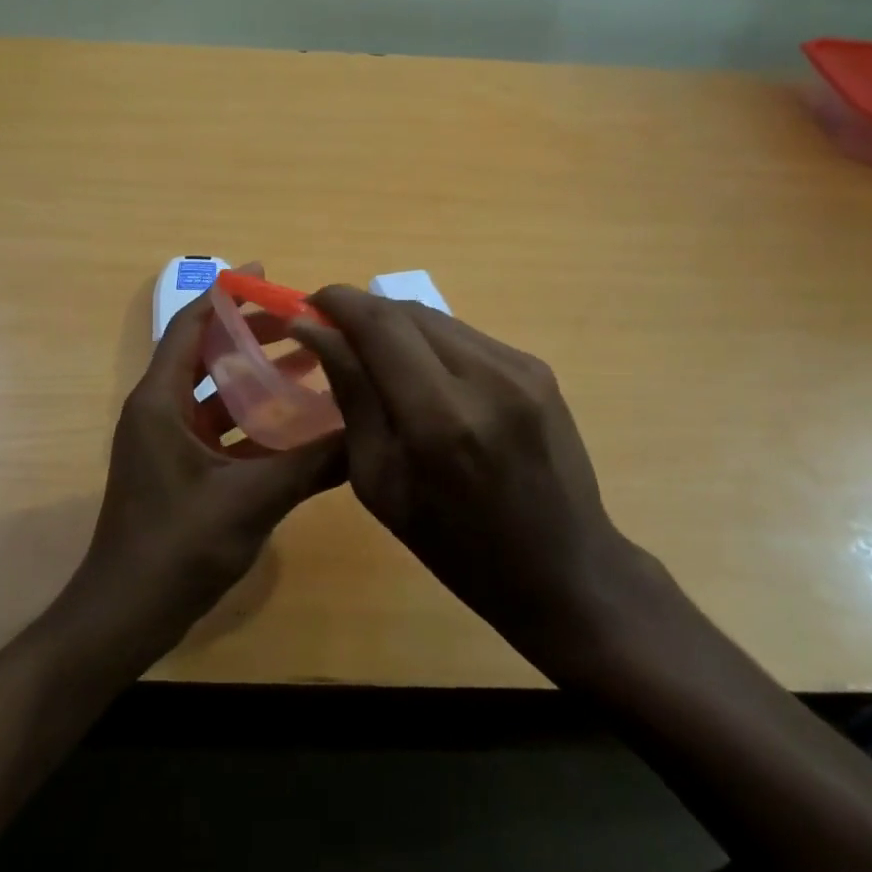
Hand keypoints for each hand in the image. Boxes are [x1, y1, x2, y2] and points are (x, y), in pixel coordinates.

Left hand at [64, 280, 346, 653]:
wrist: (124, 617)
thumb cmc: (177, 547)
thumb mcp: (251, 500)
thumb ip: (311, 465)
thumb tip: (367, 433)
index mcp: (160, 402)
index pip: (190, 325)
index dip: (226, 296)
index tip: (267, 275)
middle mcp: (159, 412)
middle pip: (205, 354)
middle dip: (251, 334)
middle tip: (303, 322)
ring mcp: (167, 444)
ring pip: (215, 394)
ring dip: (255, 378)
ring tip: (309, 365)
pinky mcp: (179, 472)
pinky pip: (219, 430)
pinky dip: (252, 420)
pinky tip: (294, 426)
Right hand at [291, 287, 663, 677]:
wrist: (563, 569)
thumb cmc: (456, 545)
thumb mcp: (380, 482)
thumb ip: (352, 395)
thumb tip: (315, 332)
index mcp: (440, 418)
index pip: (379, 324)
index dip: (337, 302)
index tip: (307, 306)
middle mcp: (486, 377)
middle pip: (407, 311)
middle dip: (361, 312)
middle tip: (332, 332)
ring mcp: (521, 368)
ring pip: (437, 318)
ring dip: (396, 326)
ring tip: (373, 355)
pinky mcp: (538, 368)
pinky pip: (466, 336)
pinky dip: (431, 343)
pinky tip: (422, 373)